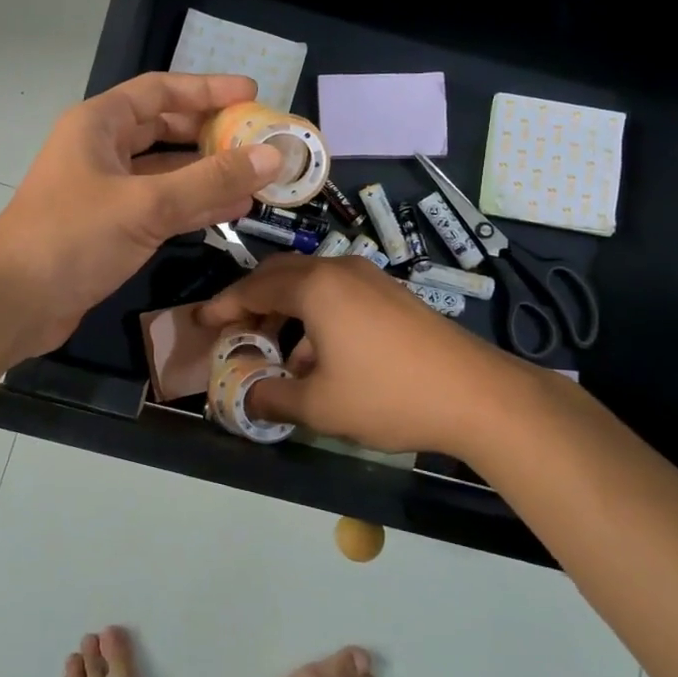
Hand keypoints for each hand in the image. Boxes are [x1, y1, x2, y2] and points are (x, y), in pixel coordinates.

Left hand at [0, 72, 284, 359]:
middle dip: (210, 133)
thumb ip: (210, 180)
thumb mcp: (146, 204)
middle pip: (164, 129)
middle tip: (257, 139)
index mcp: (98, 125)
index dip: (206, 89)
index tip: (251, 94)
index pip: (159, 91)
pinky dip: (193, 205)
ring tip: (257, 178)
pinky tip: (231, 210)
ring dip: (207, 173)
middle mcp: (101, 150)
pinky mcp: (109, 227)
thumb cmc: (72, 237)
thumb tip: (272, 157)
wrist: (13, 303)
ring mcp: (104, 190)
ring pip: (165, 171)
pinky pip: (160, 205)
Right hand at [196, 253, 547, 455]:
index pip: (254, 288)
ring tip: (275, 352)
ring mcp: (370, 278)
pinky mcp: (391, 294)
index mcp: (315, 287)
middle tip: (234, 331)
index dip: (223, 306)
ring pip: (311, 285)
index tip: (201, 322)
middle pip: (280, 276)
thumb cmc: (387, 395)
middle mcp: (339, 270)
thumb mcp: (320, 406)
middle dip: (252, 302)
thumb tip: (246, 398)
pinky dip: (315, 316)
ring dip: (285, 312)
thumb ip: (272, 398)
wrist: (477, 394)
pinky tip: (319, 358)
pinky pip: (337, 295)